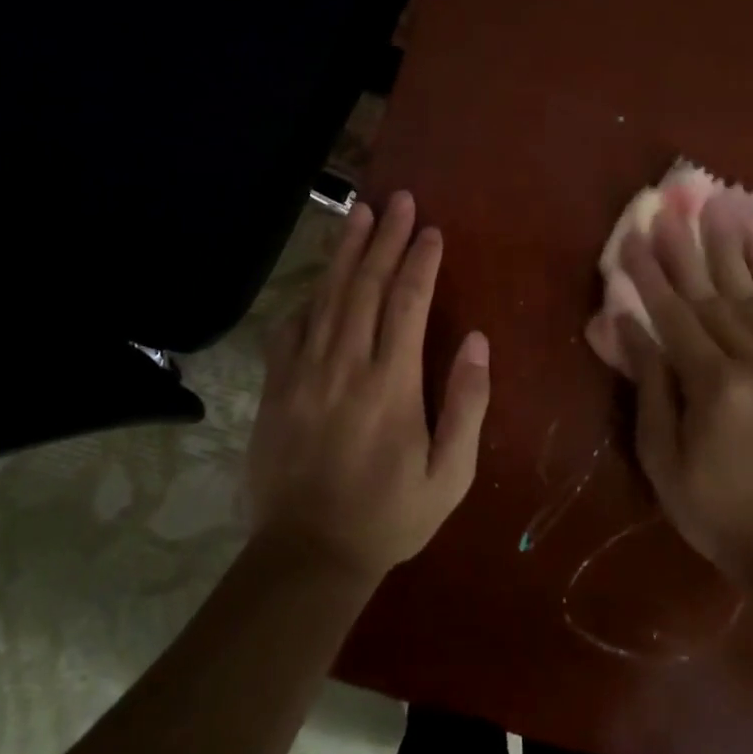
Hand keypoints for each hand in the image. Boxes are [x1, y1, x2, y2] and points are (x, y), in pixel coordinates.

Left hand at [247, 192, 490, 581]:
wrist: (308, 554)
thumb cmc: (389, 515)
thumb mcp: (450, 474)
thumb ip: (466, 404)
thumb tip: (476, 341)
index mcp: (391, 384)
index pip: (408, 303)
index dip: (420, 261)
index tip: (431, 230)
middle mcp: (345, 365)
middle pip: (366, 285)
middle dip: (384, 238)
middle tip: (397, 200)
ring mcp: (304, 372)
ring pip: (327, 296)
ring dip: (345, 250)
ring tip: (358, 212)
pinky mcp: (276, 386)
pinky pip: (291, 328)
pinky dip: (308, 297)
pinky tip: (319, 278)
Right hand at [617, 201, 752, 583]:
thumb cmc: (717, 510)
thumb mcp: (664, 460)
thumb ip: (650, 387)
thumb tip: (629, 327)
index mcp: (714, 387)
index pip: (673, 316)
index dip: (649, 275)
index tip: (632, 237)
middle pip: (711, 296)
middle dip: (684, 250)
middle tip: (666, 209)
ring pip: (751, 294)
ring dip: (728, 249)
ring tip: (712, 208)